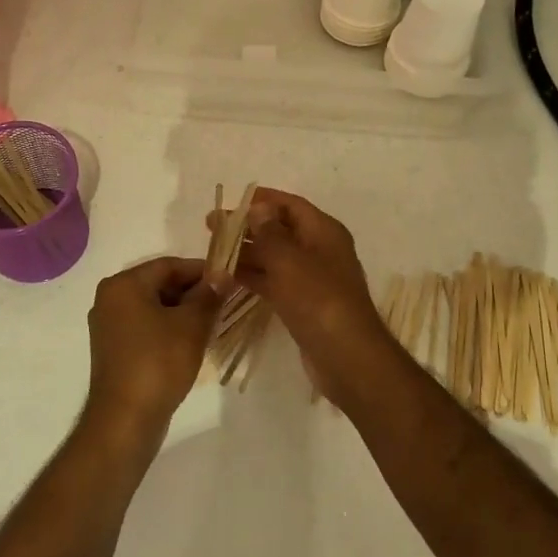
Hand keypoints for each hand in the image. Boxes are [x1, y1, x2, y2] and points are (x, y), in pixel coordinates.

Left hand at [86, 257, 220, 434]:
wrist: (125, 420)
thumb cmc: (158, 363)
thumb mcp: (191, 325)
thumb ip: (208, 295)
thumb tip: (222, 274)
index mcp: (123, 285)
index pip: (169, 265)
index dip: (201, 271)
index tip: (228, 280)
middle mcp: (110, 298)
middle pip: (159, 284)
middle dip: (192, 292)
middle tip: (223, 303)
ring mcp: (108, 325)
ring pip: (153, 307)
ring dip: (182, 312)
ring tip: (211, 323)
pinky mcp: (113, 349)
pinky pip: (145, 327)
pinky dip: (167, 328)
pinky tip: (190, 342)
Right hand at [211, 189, 392, 404]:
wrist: (346, 356)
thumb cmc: (319, 299)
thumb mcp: (289, 260)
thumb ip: (269, 233)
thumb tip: (258, 207)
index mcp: (323, 232)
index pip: (290, 205)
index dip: (261, 200)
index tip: (230, 202)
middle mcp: (318, 250)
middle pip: (278, 230)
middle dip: (245, 227)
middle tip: (211, 227)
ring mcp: (310, 278)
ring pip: (272, 258)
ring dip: (244, 254)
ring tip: (211, 252)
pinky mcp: (301, 303)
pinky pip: (272, 281)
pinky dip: (251, 277)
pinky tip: (225, 277)